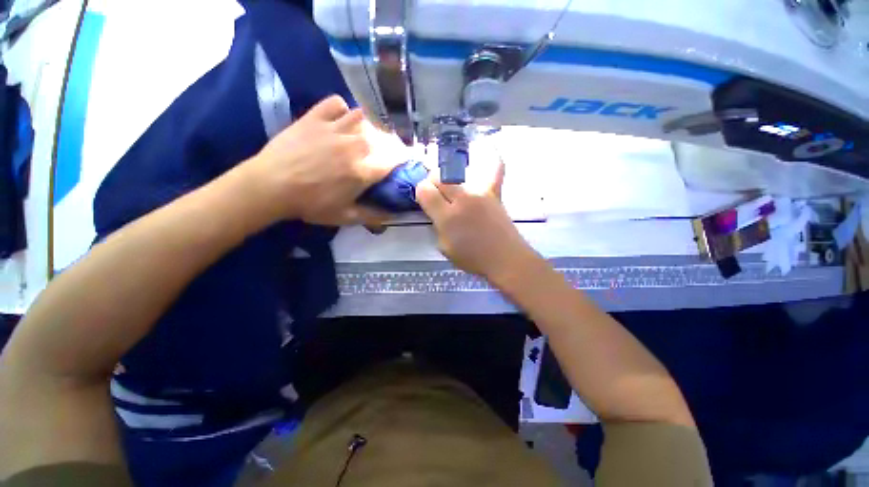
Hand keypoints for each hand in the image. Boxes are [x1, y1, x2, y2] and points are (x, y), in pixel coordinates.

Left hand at [244, 95, 399, 225]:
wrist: (271, 186)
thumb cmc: (310, 204)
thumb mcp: (345, 217)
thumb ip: (373, 216)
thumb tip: (394, 217)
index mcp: (363, 171)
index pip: (393, 161)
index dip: (400, 161)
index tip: (399, 164)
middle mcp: (354, 147)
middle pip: (380, 139)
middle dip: (383, 147)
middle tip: (374, 155)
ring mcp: (334, 129)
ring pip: (362, 118)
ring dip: (365, 127)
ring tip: (359, 136)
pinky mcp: (315, 117)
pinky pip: (336, 103)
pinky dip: (342, 109)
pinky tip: (339, 119)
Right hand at [416, 159, 536, 282]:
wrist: (505, 259)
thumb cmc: (473, 258)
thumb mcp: (445, 248)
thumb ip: (437, 226)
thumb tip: (436, 212)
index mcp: (447, 216)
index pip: (424, 191)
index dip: (420, 192)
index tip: (424, 198)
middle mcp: (462, 199)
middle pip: (439, 177)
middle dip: (432, 182)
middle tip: (435, 193)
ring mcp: (480, 193)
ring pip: (456, 173)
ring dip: (448, 178)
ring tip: (450, 185)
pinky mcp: (494, 193)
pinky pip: (494, 169)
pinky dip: (490, 157)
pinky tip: (486, 145)